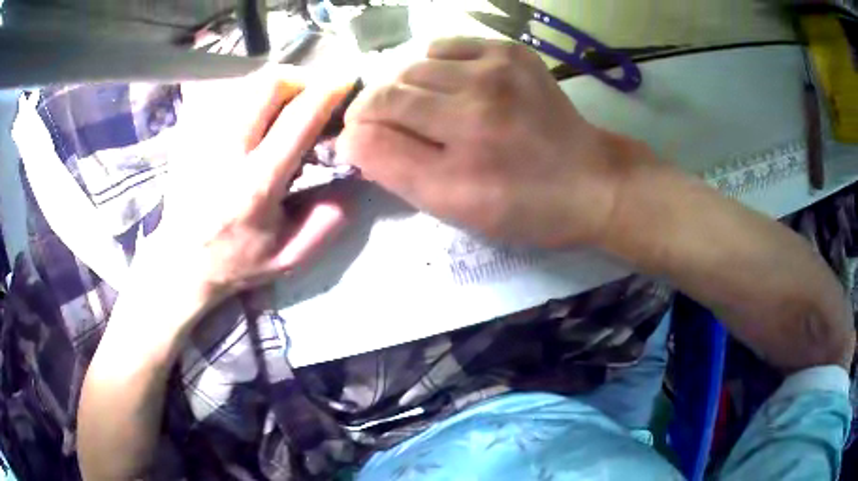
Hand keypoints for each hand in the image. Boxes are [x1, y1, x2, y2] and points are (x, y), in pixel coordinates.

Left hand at [157, 66, 352, 299]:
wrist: (181, 261)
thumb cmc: (236, 260)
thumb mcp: (289, 258)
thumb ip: (326, 223)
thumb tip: (348, 178)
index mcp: (255, 186)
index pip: (297, 121)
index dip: (327, 93)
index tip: (346, 79)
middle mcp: (225, 152)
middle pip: (268, 85)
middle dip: (300, 80)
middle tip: (311, 95)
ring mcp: (202, 137)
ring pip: (247, 84)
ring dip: (275, 87)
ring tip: (284, 106)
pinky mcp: (188, 132)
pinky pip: (226, 94)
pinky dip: (249, 96)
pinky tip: (253, 118)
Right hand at [338, 37, 632, 247]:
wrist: (589, 180)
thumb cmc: (522, 206)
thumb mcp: (454, 206)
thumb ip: (394, 169)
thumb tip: (350, 137)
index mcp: (461, 147)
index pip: (375, 118)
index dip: (357, 127)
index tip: (358, 139)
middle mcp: (475, 98)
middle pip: (390, 87)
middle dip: (377, 108)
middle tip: (390, 129)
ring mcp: (496, 67)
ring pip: (414, 64)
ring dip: (405, 87)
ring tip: (423, 109)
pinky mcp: (511, 52)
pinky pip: (447, 45)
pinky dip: (434, 63)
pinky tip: (447, 85)